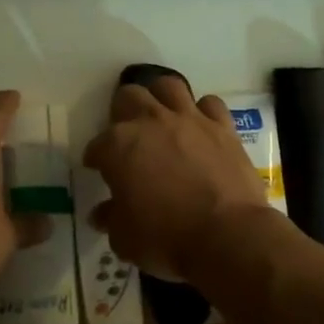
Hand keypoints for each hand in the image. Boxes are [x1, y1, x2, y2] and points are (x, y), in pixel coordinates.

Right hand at [84, 77, 269, 280]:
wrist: (228, 236)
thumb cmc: (166, 238)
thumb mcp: (125, 238)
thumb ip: (111, 218)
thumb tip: (101, 213)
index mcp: (119, 145)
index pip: (97, 145)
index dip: (95, 157)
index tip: (98, 168)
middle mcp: (151, 122)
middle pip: (128, 96)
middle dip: (122, 111)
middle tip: (127, 134)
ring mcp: (189, 119)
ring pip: (168, 86)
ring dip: (160, 97)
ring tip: (161, 116)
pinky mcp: (222, 127)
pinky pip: (210, 104)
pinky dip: (203, 111)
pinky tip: (201, 126)